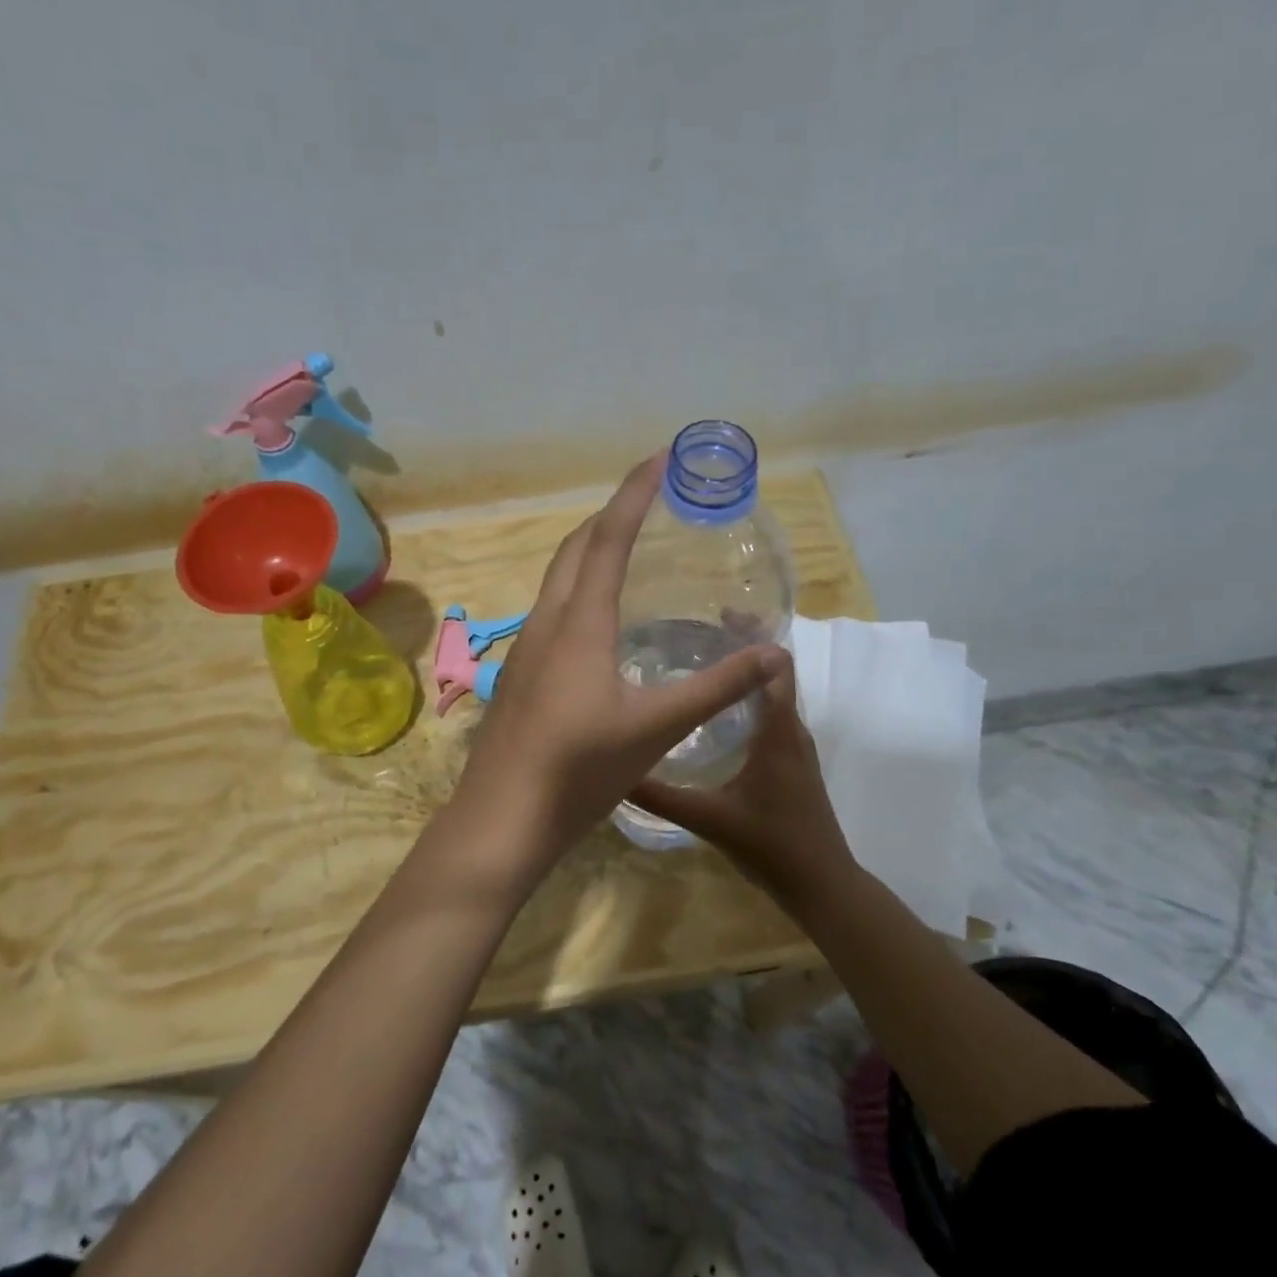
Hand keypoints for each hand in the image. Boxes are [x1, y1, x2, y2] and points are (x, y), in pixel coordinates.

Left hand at [449, 451, 785, 876]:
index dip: (634, 493)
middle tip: (650, 500)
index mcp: (579, 622)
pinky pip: (553, 609)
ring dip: (590, 550)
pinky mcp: (522, 674)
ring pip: (558, 579)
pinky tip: (601, 620)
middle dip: (611, 514)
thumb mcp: (656, 728)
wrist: (502, 818)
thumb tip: (775, 655)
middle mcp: (547, 622)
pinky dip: (580, 589)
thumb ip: (716, 688)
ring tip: (629, 548)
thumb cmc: (578, 769)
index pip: (608, 538)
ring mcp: (527, 648)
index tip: (660, 458)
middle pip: (575, 548)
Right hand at [629, 654, 858, 911]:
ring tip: (701, 663)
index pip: (777, 666)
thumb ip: (662, 796)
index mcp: (779, 733)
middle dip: (743, 649)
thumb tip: (617, 771)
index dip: (755, 636)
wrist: (822, 885)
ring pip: (774, 696)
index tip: (719, 616)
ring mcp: (796, 747)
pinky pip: (773, 717)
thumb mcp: (710, 819)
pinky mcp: (793, 763)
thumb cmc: (772, 845)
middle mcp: (793, 731)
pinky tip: (715, 713)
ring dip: (746, 676)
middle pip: (775, 673)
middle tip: (696, 635)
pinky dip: (749, 701)